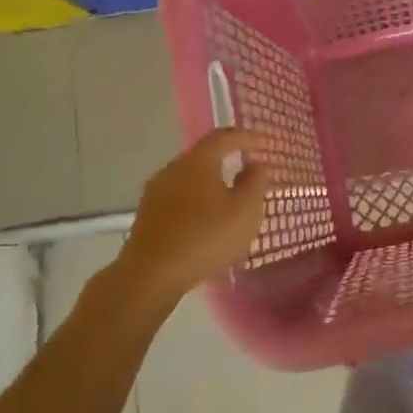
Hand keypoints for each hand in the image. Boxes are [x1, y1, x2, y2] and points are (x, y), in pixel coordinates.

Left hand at [115, 129, 269, 300]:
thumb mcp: (245, 211)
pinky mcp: (147, 215)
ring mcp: (155, 192)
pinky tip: (206, 221)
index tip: (265, 144)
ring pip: (190, 178)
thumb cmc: (205, 237)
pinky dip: (197, 201)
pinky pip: (179, 198)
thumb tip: (256, 165)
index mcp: (198, 161)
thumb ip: (255, 183)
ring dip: (211, 183)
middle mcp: (173, 169)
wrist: (150, 275)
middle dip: (228, 160)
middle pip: (204, 156)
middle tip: (249, 171)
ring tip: (230, 199)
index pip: (224, 137)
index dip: (247, 137)